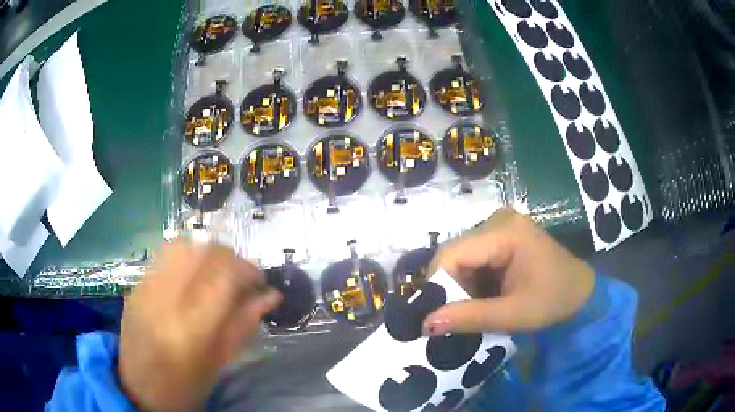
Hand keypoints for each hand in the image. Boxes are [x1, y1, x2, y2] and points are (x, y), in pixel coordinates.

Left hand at [118, 241, 280, 411]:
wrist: (139, 389)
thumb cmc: (185, 386)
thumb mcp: (219, 363)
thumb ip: (244, 324)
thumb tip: (271, 296)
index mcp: (192, 328)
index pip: (225, 276)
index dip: (248, 269)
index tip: (259, 280)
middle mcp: (166, 299)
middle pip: (202, 251)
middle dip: (229, 256)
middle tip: (239, 275)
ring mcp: (146, 288)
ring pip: (181, 245)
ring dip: (205, 251)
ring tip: (215, 270)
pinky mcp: (135, 286)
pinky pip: (163, 256)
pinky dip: (184, 257)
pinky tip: (190, 275)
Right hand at [423, 208, 594, 334]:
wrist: (580, 292)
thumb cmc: (554, 300)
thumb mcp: (514, 314)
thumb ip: (471, 317)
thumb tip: (426, 324)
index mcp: (505, 232)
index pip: (453, 253)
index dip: (436, 285)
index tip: (434, 317)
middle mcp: (497, 220)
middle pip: (455, 254)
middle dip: (450, 288)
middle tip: (453, 319)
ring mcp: (499, 227)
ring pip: (461, 259)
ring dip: (460, 287)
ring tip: (469, 312)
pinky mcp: (501, 237)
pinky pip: (473, 260)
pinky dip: (471, 283)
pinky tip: (481, 299)